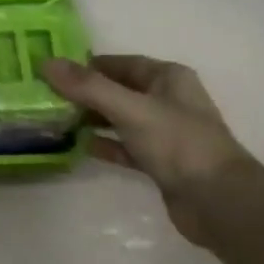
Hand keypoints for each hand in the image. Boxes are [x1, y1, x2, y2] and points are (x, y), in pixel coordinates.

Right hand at [41, 55, 253, 250]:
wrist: (217, 201)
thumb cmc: (178, 143)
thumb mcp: (131, 109)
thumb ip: (89, 87)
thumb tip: (47, 63)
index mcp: (168, 78)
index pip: (121, 63)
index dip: (88, 65)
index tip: (53, 70)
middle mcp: (167, 100)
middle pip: (118, 91)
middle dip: (85, 94)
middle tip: (46, 97)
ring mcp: (164, 133)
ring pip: (120, 120)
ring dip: (91, 120)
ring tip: (55, 121)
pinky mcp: (159, 162)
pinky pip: (125, 147)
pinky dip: (104, 146)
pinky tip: (79, 147)